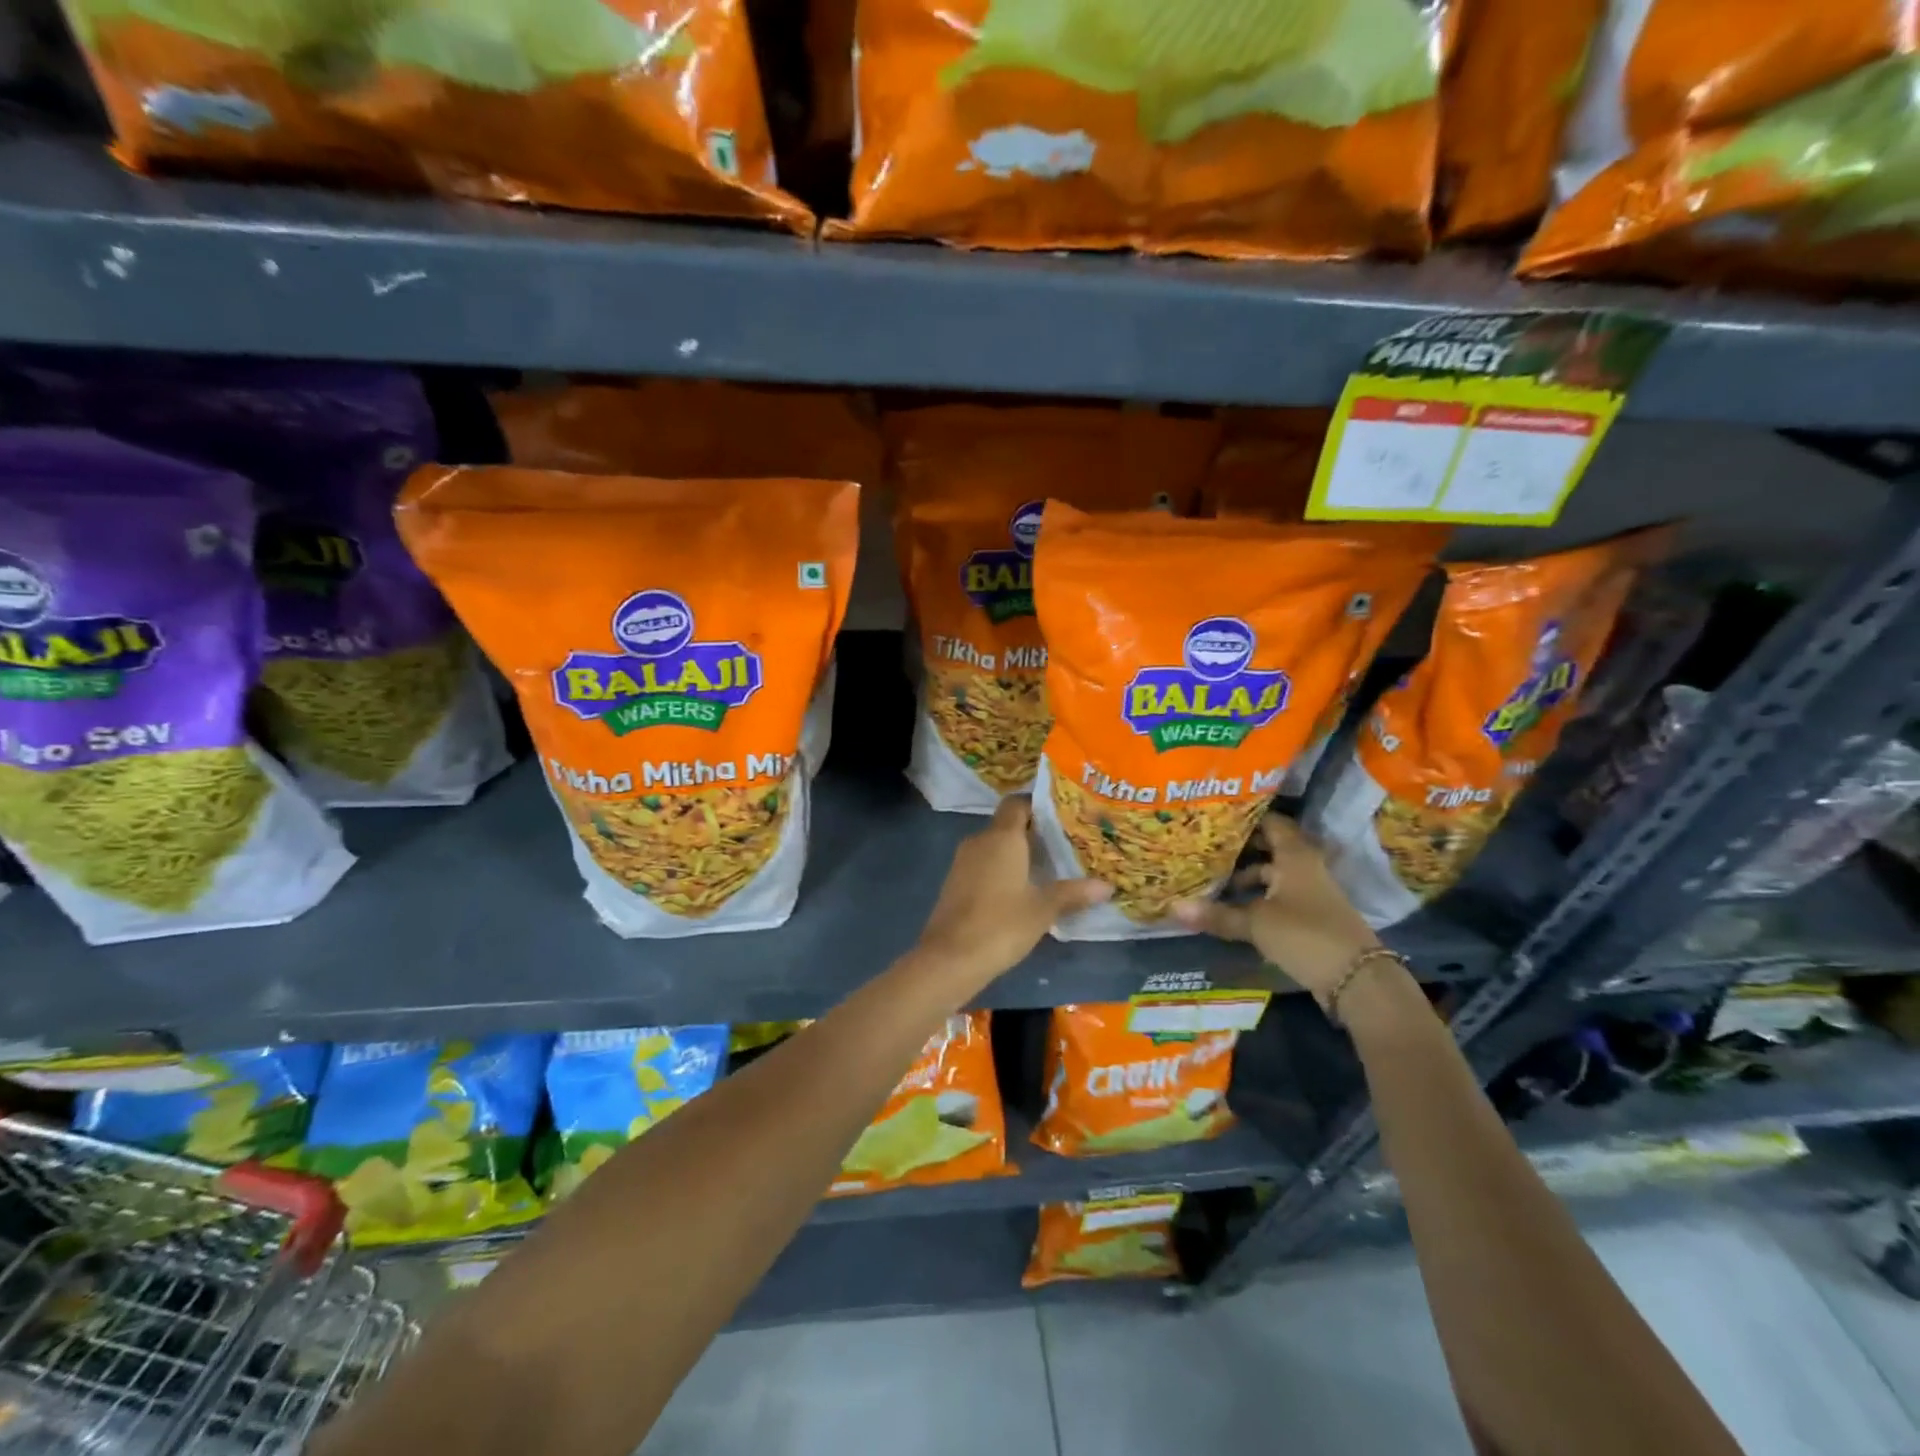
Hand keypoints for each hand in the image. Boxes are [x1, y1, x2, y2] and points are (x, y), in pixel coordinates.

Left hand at [915, 797, 1109, 990]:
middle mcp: (980, 840)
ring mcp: (963, 861)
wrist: (950, 958)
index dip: (1038, 805)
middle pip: (1007, 824)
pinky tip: (1022, 888)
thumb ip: (1073, 893)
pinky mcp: (955, 882)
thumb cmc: (1001, 925)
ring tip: (1049, 865)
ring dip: (1017, 852)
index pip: (1018, 803)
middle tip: (1065, 842)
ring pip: (995, 845)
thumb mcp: (1043, 909)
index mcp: (1002, 837)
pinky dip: (1002, 868)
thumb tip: (1107, 886)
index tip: (1063, 815)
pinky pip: (983, 863)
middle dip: (1034, 831)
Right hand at [1172, 815, 1380, 1007]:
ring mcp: (1311, 892)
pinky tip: (1235, 909)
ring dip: (1247, 878)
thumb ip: (1217, 915)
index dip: (1246, 818)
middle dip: (1240, 849)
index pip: (1271, 823)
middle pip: (1270, 849)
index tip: (1217, 816)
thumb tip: (1173, 908)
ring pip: (1273, 875)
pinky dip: (1258, 898)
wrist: (1358, 979)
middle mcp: (1305, 867)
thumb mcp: (1256, 923)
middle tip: (1205, 846)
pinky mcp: (1312, 917)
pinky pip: (1279, 897)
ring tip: (1213, 881)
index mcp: (1295, 856)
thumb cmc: (1305, 934)